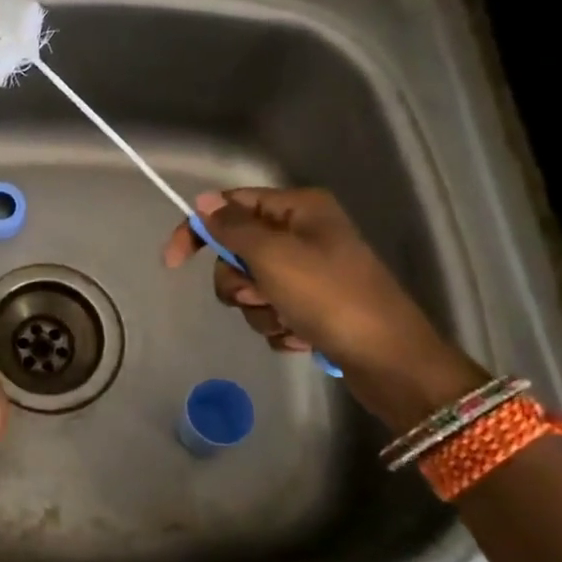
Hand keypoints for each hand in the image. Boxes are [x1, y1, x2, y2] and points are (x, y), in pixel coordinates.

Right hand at [162, 187, 487, 430]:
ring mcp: (309, 273)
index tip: (172, 263)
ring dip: (260, 309)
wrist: (390, 360)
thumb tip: (203, 202)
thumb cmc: (330, 297)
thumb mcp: (274, 255)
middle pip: (237, 251)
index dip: (197, 230)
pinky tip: (303, 336)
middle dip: (240, 281)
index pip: (230, 206)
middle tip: (263, 294)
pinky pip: (271, 312)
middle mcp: (302, 235)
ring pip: (251, 287)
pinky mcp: (312, 307)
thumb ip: (233, 227)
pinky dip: (279, 327)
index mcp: (298, 210)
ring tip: (290, 321)